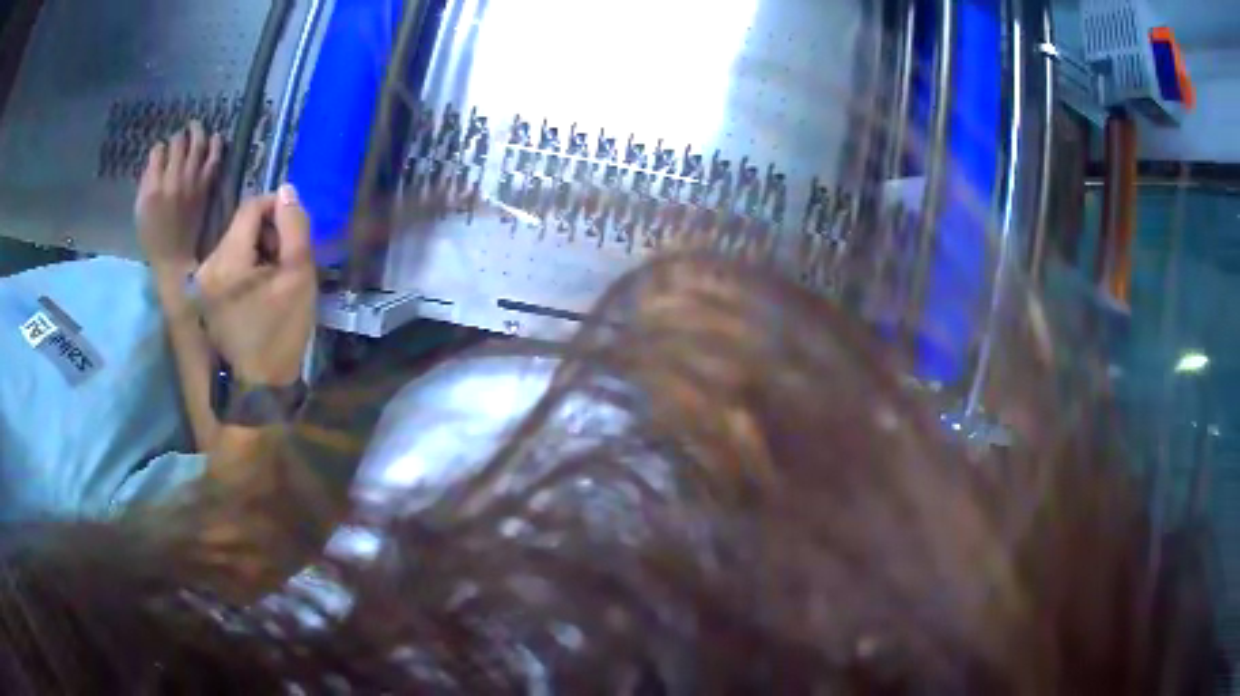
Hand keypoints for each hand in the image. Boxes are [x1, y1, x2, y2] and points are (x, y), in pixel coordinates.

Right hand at [136, 120, 223, 272]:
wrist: (175, 258)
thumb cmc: (153, 236)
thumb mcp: (140, 211)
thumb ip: (146, 182)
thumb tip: (155, 160)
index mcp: (153, 188)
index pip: (158, 151)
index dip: (160, 147)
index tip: (161, 150)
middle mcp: (173, 181)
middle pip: (178, 143)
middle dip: (178, 135)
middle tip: (181, 134)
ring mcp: (191, 182)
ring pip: (197, 145)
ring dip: (198, 131)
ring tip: (196, 127)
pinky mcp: (205, 187)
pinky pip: (213, 160)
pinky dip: (216, 145)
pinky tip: (215, 138)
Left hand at [196, 185, 315, 385]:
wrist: (256, 390)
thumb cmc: (279, 335)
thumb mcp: (298, 278)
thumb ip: (295, 228)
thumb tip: (287, 191)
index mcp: (228, 259)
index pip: (251, 207)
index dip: (277, 207)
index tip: (296, 228)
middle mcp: (208, 265)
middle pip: (241, 226)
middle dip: (269, 234)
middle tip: (288, 260)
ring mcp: (203, 282)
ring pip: (235, 245)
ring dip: (259, 251)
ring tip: (276, 279)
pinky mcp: (204, 297)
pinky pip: (227, 265)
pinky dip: (246, 268)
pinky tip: (259, 292)